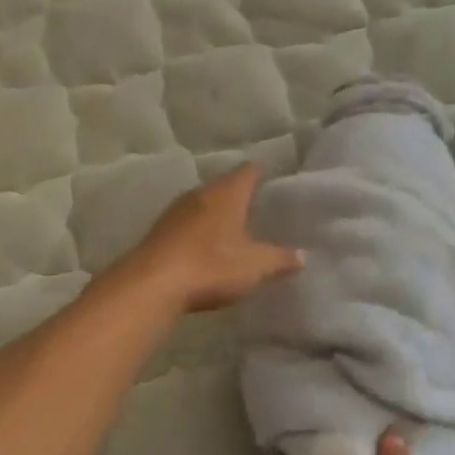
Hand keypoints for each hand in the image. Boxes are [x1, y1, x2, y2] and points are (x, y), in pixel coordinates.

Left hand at [122, 163, 301, 313]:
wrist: (152, 284)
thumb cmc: (211, 266)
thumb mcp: (254, 266)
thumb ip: (279, 259)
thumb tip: (302, 255)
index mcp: (227, 193)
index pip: (248, 171)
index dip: (259, 170)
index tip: (269, 172)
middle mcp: (201, 193)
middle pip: (223, 185)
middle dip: (238, 192)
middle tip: (255, 201)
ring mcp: (176, 210)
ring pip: (202, 202)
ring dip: (216, 210)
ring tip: (232, 222)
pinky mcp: (160, 230)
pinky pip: (186, 221)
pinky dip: (198, 227)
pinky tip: (204, 242)